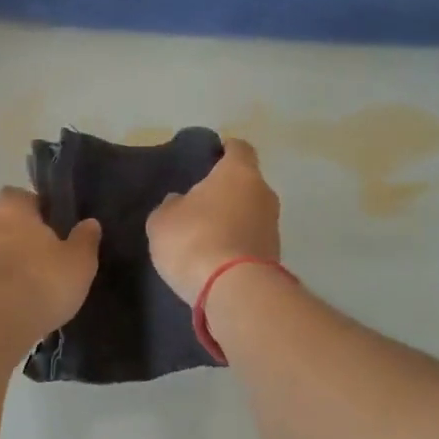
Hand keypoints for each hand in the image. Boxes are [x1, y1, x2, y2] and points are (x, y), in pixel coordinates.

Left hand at [0, 187, 102, 347]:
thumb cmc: (42, 280)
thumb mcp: (79, 260)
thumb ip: (85, 239)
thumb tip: (90, 222)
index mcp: (13, 211)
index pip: (18, 195)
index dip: (35, 204)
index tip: (55, 220)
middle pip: (8, 225)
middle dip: (28, 237)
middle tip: (55, 253)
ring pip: (2, 255)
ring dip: (19, 265)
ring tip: (46, 283)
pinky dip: (11, 288)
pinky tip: (30, 304)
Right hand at [146, 138, 281, 303]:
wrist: (233, 290)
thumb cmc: (194, 239)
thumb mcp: (163, 220)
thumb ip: (172, 205)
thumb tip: (181, 202)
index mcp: (239, 172)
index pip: (238, 148)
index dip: (224, 151)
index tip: (208, 160)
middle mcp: (264, 193)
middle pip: (246, 183)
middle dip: (226, 191)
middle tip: (199, 204)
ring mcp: (273, 226)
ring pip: (251, 213)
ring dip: (233, 221)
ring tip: (205, 237)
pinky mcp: (275, 256)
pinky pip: (252, 241)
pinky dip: (237, 245)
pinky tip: (216, 259)